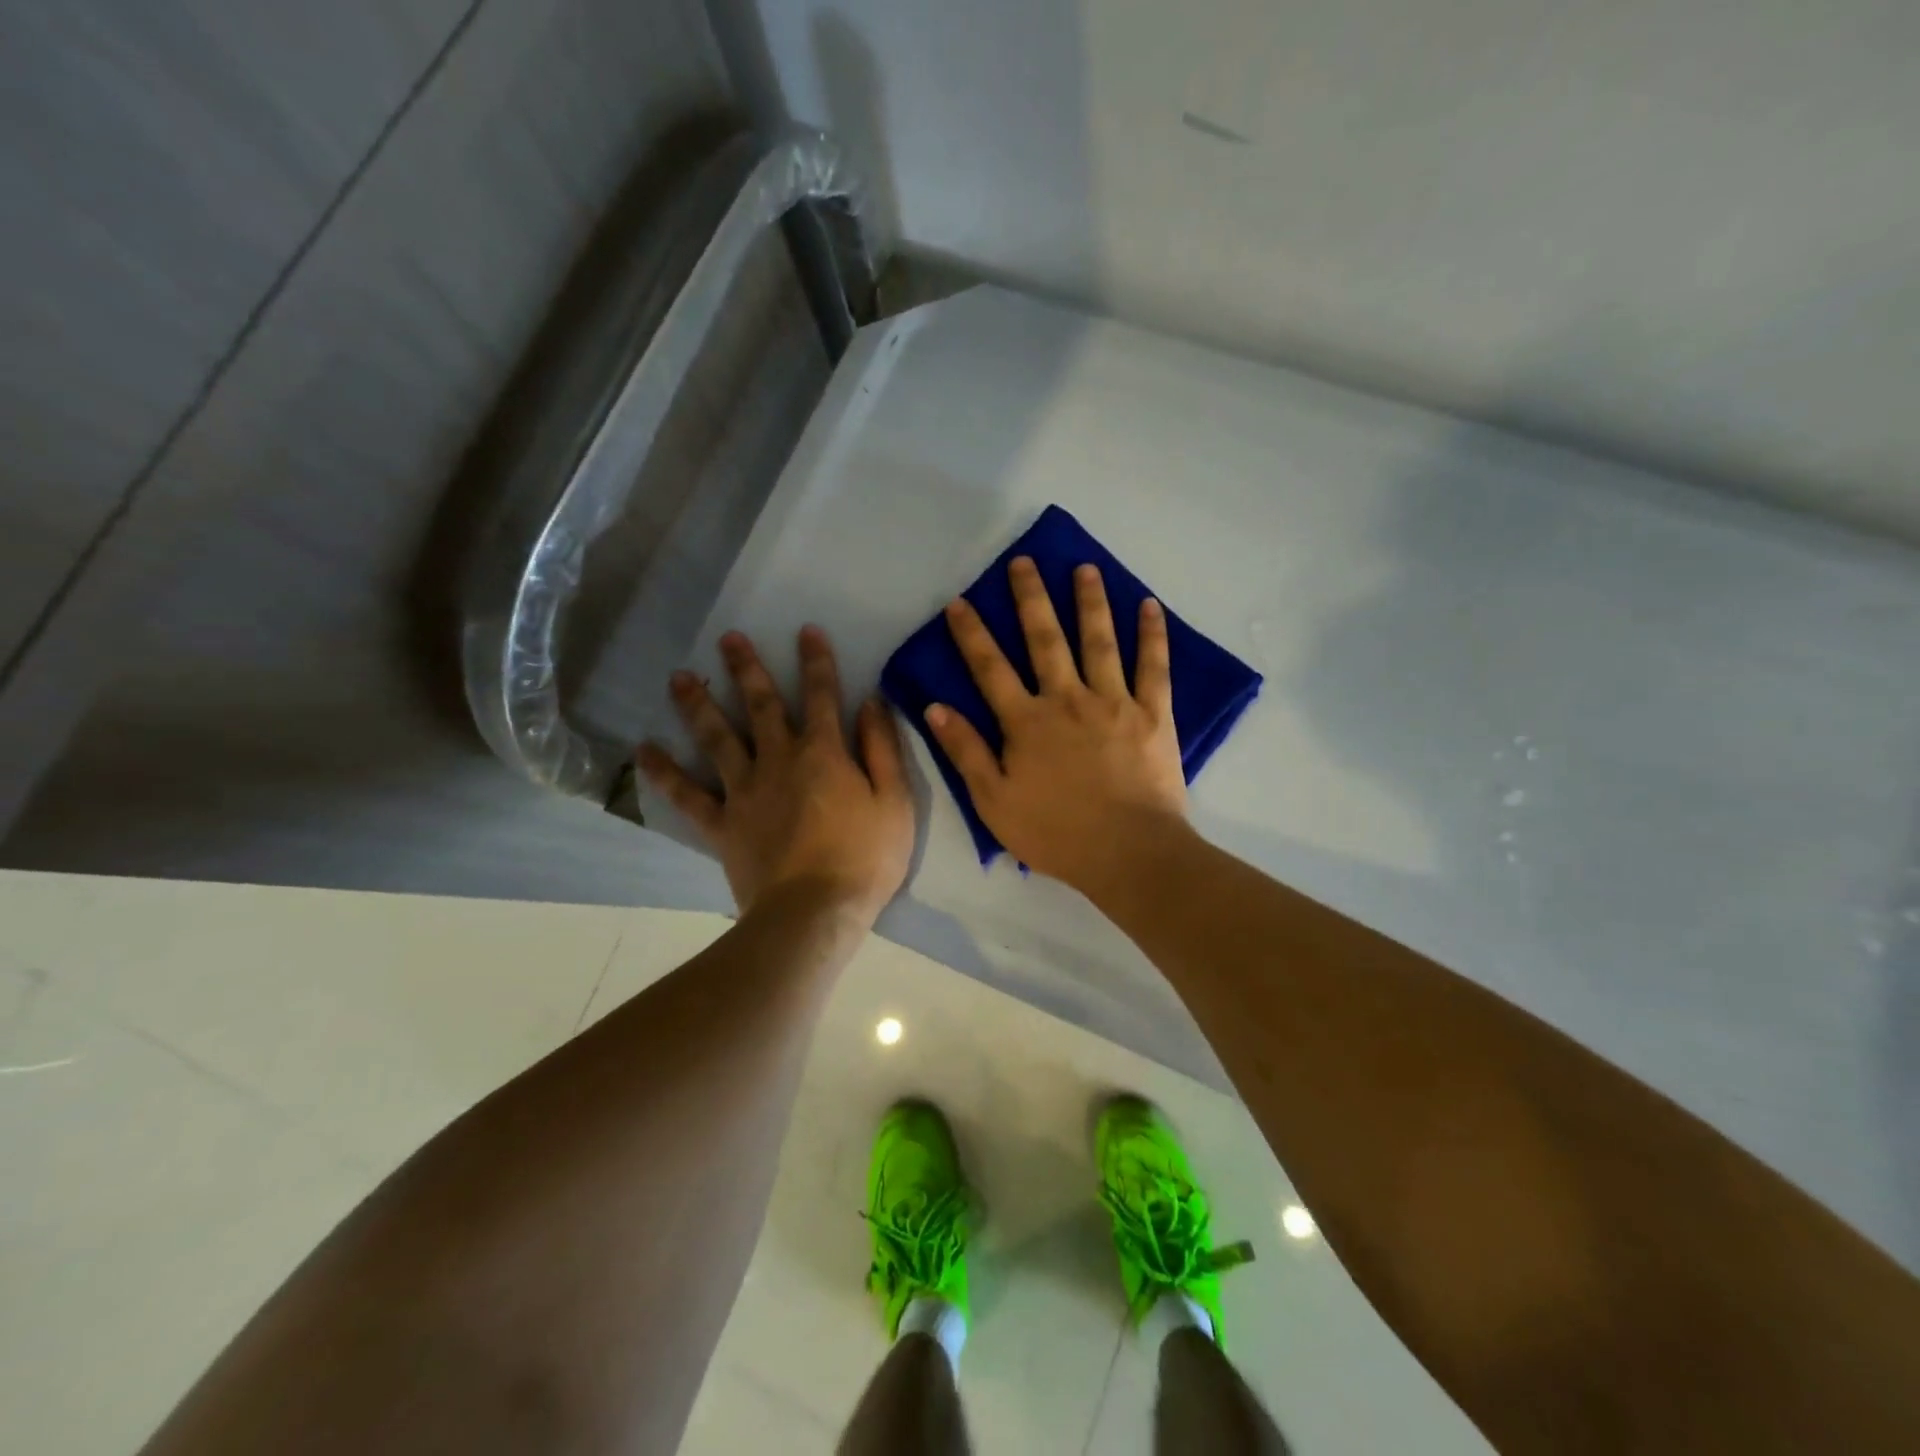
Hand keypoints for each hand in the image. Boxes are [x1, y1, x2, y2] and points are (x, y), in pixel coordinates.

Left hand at [638, 626, 913, 924]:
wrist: (815, 913)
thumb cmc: (865, 858)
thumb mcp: (894, 801)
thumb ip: (882, 748)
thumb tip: (871, 702)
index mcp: (823, 753)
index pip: (821, 695)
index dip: (816, 661)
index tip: (806, 630)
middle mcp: (779, 760)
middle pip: (760, 706)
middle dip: (747, 669)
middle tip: (728, 638)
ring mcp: (744, 791)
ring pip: (717, 738)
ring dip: (698, 704)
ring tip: (677, 677)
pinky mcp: (722, 824)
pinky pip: (687, 795)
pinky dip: (665, 772)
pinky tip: (644, 750)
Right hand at [924, 557, 1189, 891]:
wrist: (1128, 853)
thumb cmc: (1055, 833)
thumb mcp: (994, 801)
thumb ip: (966, 752)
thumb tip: (935, 708)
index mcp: (1027, 722)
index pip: (990, 668)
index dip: (972, 634)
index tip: (959, 602)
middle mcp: (1068, 699)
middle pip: (1045, 639)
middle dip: (1031, 598)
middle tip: (1023, 562)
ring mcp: (1114, 702)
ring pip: (1100, 641)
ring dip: (1089, 601)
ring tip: (1083, 568)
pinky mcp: (1153, 714)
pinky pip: (1153, 667)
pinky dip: (1152, 635)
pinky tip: (1149, 605)